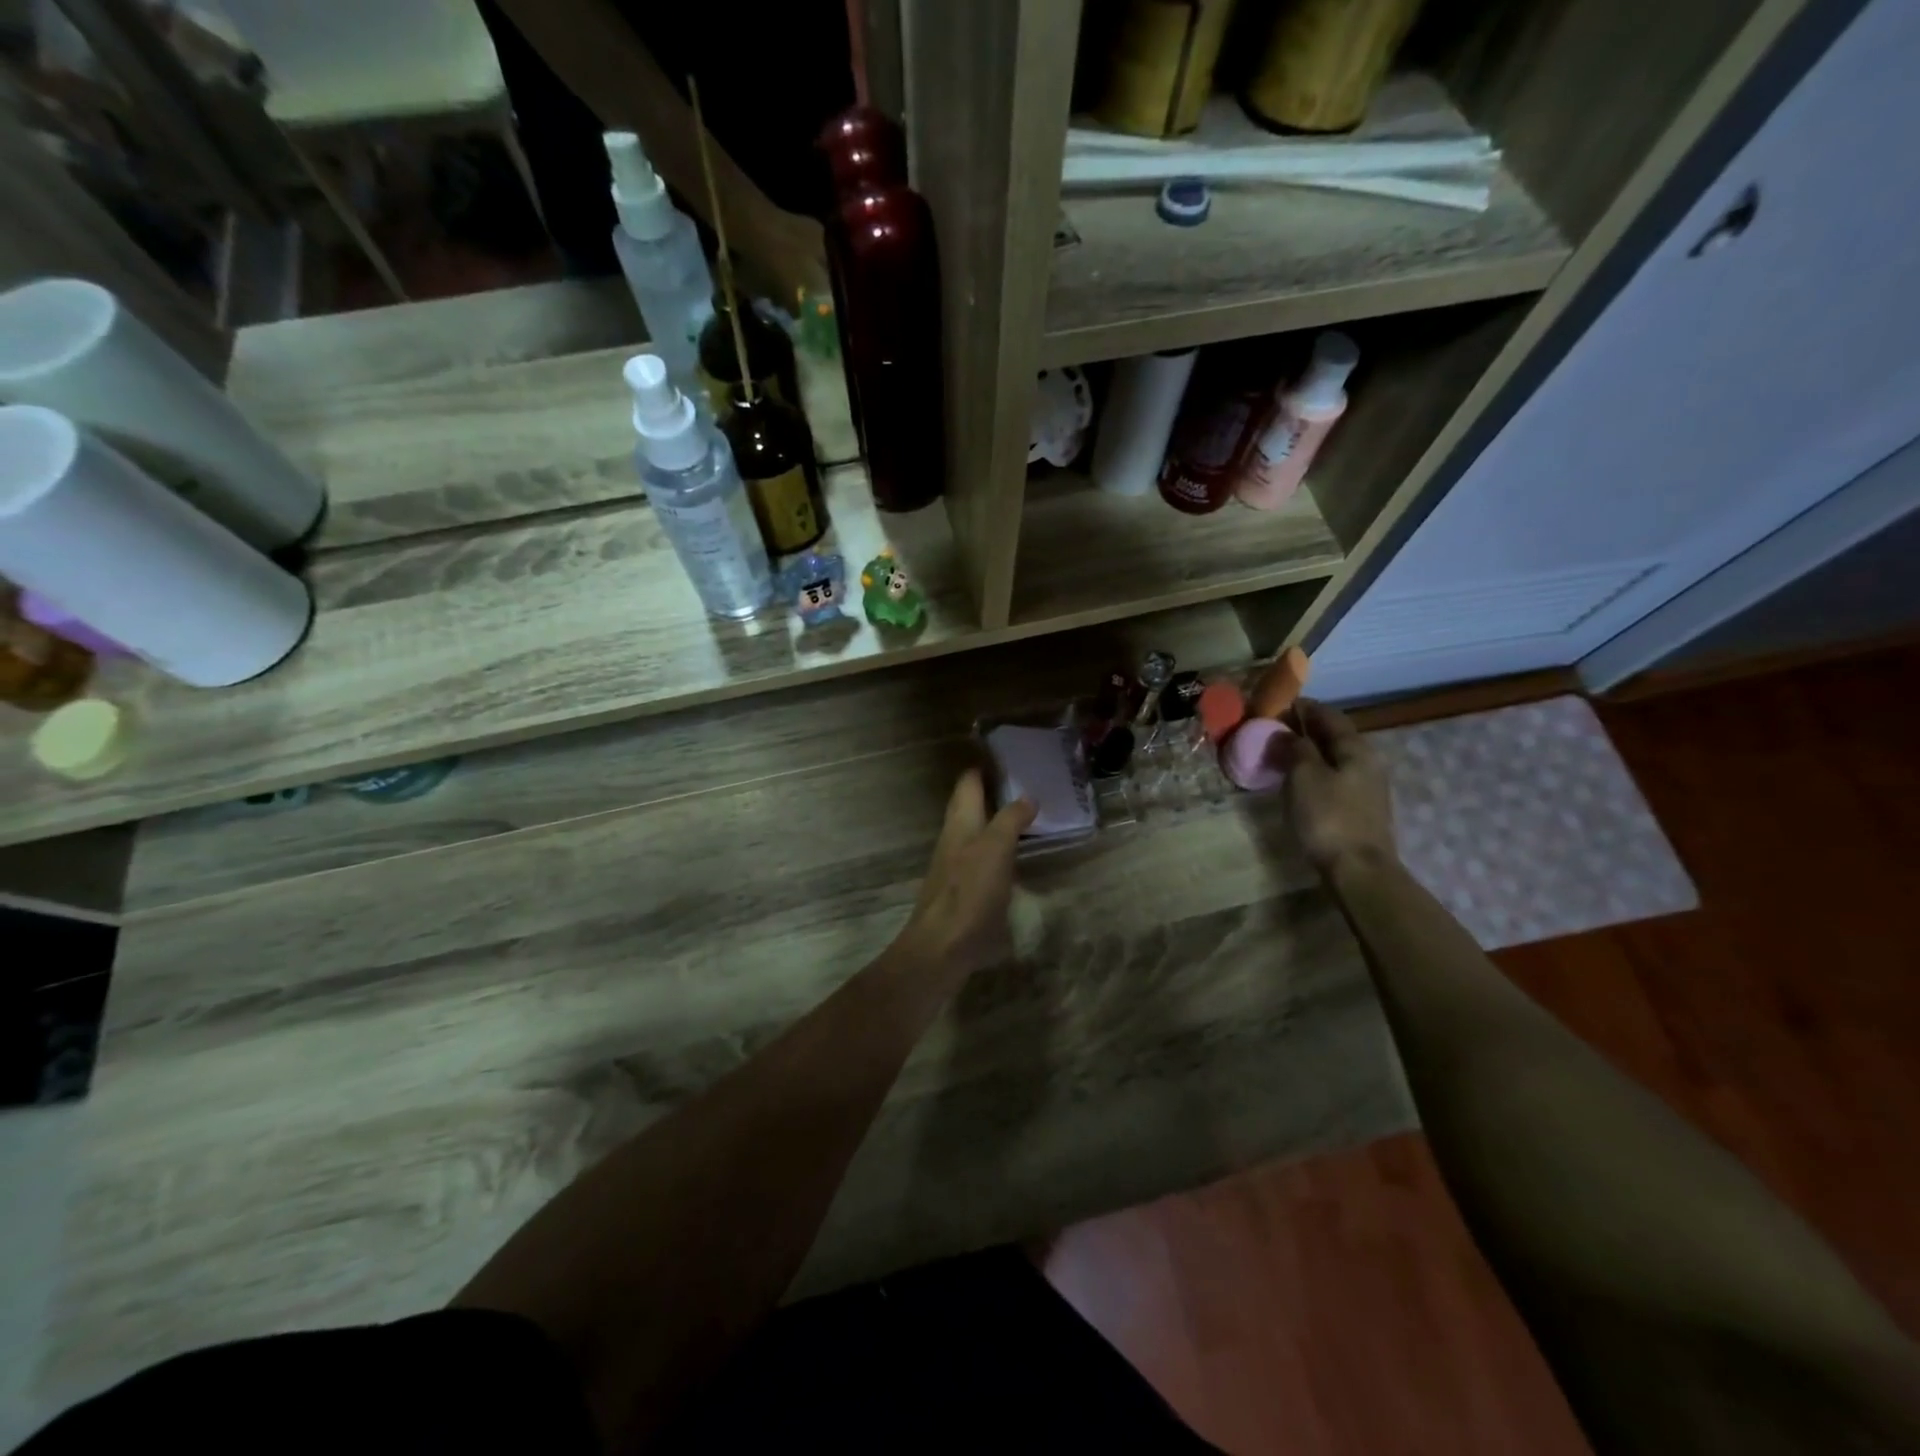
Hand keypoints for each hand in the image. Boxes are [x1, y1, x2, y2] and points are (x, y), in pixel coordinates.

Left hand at [896, 770, 1035, 978]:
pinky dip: (997, 849)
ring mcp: (955, 867)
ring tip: (1024, 816)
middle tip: (1022, 783)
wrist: (942, 948)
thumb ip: (1010, 820)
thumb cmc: (970, 893)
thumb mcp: (995, 850)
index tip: (1006, 754)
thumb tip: (1027, 796)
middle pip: (968, 807)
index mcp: (960, 823)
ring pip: (974, 833)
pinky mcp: (962, 892)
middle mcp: (954, 840)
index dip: (983, 767)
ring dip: (994, 821)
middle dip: (989, 792)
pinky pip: (980, 859)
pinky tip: (1013, 858)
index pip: (968, 783)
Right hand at [1284, 699, 1396, 876]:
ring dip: (1311, 752)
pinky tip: (1300, 781)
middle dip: (1306, 730)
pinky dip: (1317, 771)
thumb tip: (1286, 733)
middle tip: (1275, 730)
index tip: (1279, 705)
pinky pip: (1336, 778)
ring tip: (1282, 755)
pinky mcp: (1362, 809)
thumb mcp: (1304, 776)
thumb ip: (1295, 749)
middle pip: (1335, 736)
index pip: (1329, 716)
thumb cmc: (1328, 817)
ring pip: (1336, 758)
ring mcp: (1368, 787)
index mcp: (1356, 748)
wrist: (1358, 870)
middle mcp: (1368, 762)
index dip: (1304, 707)